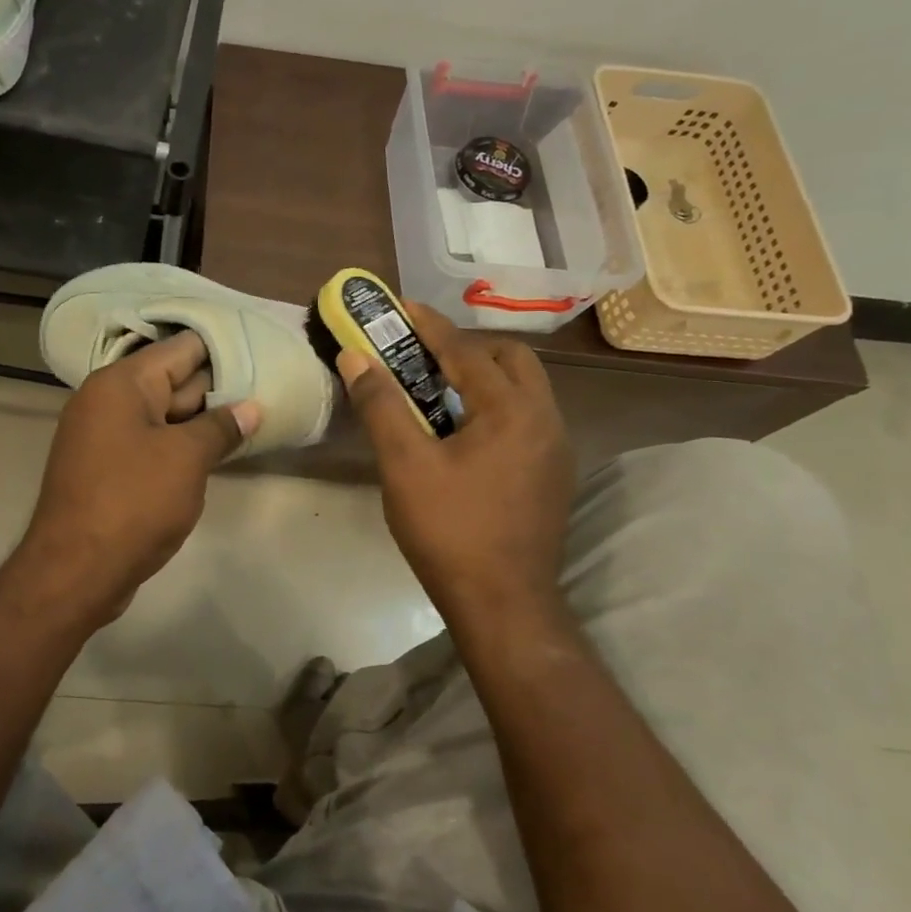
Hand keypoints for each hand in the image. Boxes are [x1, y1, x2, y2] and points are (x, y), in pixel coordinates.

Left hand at [16, 331, 260, 625]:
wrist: (75, 572)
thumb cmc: (133, 502)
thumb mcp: (186, 459)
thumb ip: (221, 427)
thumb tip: (251, 407)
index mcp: (121, 383)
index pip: (180, 348)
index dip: (222, 348)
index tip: (261, 351)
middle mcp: (107, 401)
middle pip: (173, 380)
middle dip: (217, 387)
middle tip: (267, 388)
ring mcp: (105, 436)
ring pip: (165, 415)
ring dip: (202, 420)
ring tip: (253, 418)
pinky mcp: (108, 468)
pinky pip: (151, 443)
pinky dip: (181, 445)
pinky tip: (217, 452)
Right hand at [340, 303, 573, 629]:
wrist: (503, 605)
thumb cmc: (450, 530)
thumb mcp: (404, 464)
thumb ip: (381, 405)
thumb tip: (354, 357)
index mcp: (513, 410)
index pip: (466, 351)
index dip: (429, 325)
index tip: (400, 307)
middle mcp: (546, 420)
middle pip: (509, 360)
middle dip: (466, 348)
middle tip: (421, 356)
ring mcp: (555, 449)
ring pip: (522, 390)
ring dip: (482, 377)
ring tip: (436, 390)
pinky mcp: (552, 475)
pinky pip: (524, 418)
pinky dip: (494, 407)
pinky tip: (460, 433)